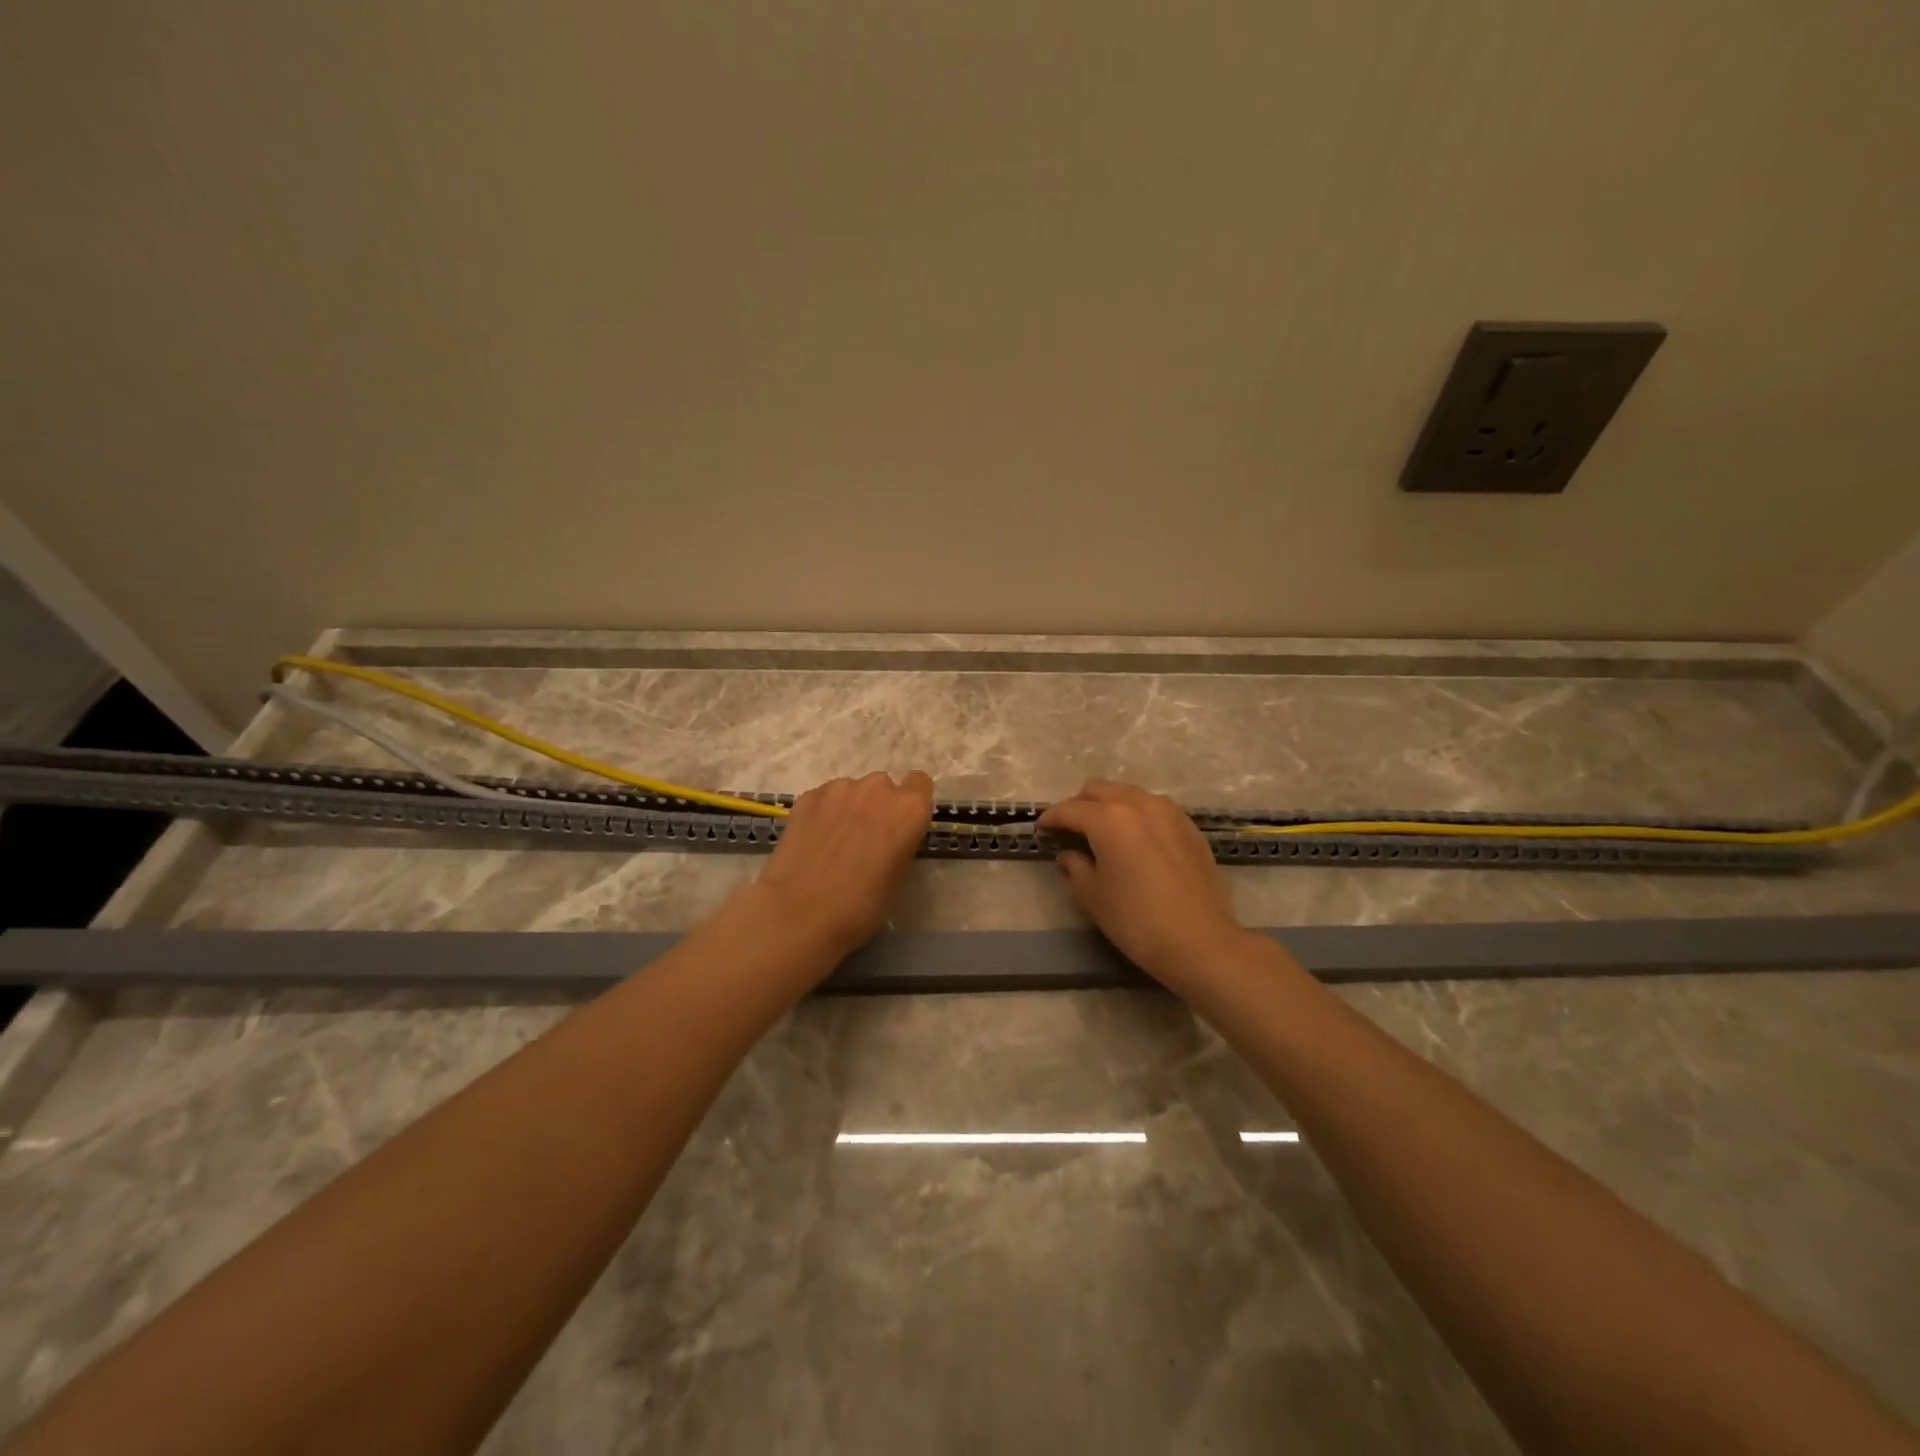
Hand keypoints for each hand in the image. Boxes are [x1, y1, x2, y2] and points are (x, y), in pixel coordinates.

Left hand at [750, 770, 934, 958]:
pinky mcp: (808, 796)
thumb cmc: (861, 905)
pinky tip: (812, 841)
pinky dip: (823, 813)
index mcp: (909, 809)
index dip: (910, 804)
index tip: (900, 824)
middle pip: (883, 787)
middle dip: (877, 806)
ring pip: (851, 791)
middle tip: (864, 839)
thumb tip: (886, 839)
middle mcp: (878, 788)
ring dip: (849, 808)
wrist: (800, 911)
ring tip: (834, 842)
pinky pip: (824, 798)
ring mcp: (839, 788)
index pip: (920, 783)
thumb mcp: (897, 877)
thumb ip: (899, 843)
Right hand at [1038, 780, 1249, 986]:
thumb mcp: (1093, 897)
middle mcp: (1139, 804)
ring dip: (1109, 805)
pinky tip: (1134, 840)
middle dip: (1080, 804)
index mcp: (1110, 819)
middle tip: (1070, 828)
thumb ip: (1075, 867)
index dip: (1052, 818)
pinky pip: (1153, 807)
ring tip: (1102, 831)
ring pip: (1129, 794)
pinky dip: (1136, 814)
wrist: (1201, 942)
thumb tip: (1069, 854)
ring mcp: (1168, 812)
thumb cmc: (1137, 921)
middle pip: (1100, 790)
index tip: (1041, 828)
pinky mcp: (1189, 826)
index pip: (1071, 809)